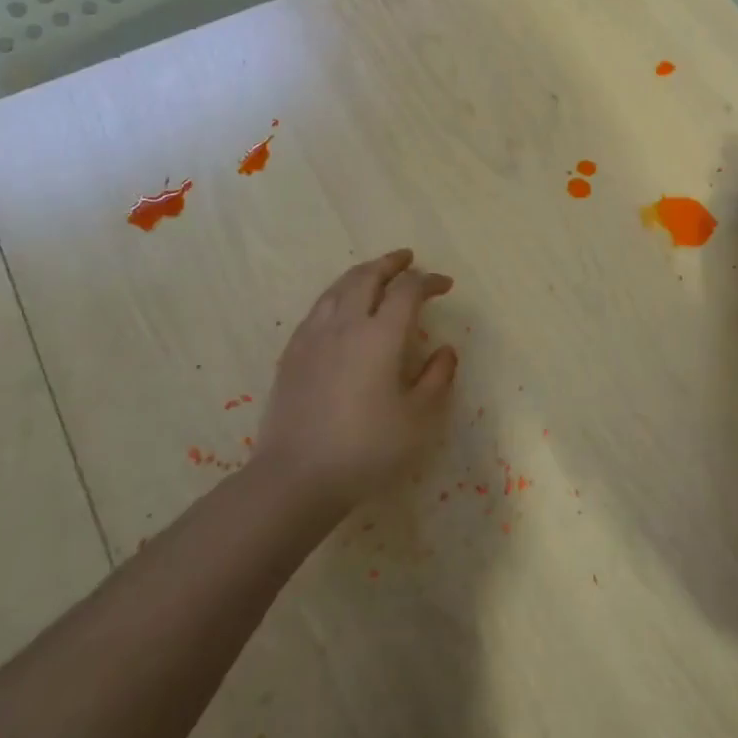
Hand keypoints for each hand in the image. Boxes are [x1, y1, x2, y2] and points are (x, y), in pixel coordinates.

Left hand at [254, 249, 458, 510]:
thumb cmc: (366, 449)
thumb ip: (437, 379)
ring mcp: (313, 337)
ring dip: (362, 273)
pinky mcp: (292, 353)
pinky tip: (340, 308)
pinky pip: (318, 308)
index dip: (429, 281)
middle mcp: (345, 325)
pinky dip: (337, 294)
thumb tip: (446, 350)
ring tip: (375, 273)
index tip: (445, 285)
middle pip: (368, 276)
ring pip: (338, 287)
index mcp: (380, 336)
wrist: (296, 478)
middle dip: (391, 263)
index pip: (408, 291)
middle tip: (408, 259)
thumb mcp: (417, 420)